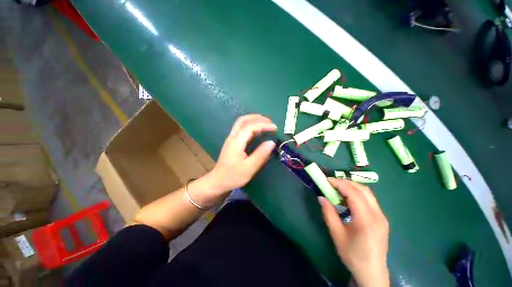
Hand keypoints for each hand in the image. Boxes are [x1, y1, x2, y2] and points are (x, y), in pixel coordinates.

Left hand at [194, 115, 276, 203]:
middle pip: (243, 120)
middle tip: (270, 122)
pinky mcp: (232, 142)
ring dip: (254, 120)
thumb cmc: (233, 176)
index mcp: (237, 142)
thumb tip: (272, 143)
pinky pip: (241, 129)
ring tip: (266, 124)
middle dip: (258, 118)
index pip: (251, 127)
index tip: (275, 128)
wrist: (218, 181)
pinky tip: (257, 131)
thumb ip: (261, 155)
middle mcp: (233, 137)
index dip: (264, 125)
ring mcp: (231, 139)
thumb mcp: (249, 168)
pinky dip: (251, 126)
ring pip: (241, 123)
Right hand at [318, 178, 389, 286]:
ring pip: (367, 193)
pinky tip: (348, 199)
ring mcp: (382, 216)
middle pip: (363, 190)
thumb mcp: (337, 234)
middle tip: (331, 183)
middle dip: (346, 182)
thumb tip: (321, 197)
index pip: (354, 193)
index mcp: (366, 220)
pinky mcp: (382, 218)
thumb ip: (328, 213)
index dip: (339, 183)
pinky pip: (369, 199)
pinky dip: (357, 194)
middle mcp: (378, 215)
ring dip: (352, 187)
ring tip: (338, 188)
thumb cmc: (353, 255)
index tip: (327, 180)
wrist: (372, 273)